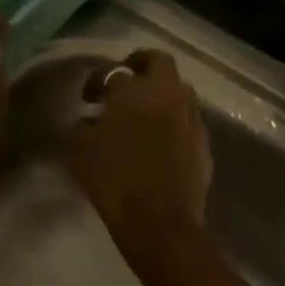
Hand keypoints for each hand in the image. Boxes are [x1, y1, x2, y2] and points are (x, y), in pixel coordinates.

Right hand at [66, 49, 212, 246]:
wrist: (160, 223)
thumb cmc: (114, 181)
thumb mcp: (81, 150)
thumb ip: (84, 127)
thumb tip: (92, 121)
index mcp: (134, 91)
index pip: (113, 71)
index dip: (97, 80)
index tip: (88, 98)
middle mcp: (167, 95)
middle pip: (159, 62)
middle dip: (141, 65)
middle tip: (125, 81)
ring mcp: (190, 118)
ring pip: (179, 89)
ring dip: (162, 93)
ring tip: (144, 112)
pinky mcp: (204, 143)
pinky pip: (188, 119)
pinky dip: (174, 121)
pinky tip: (160, 140)